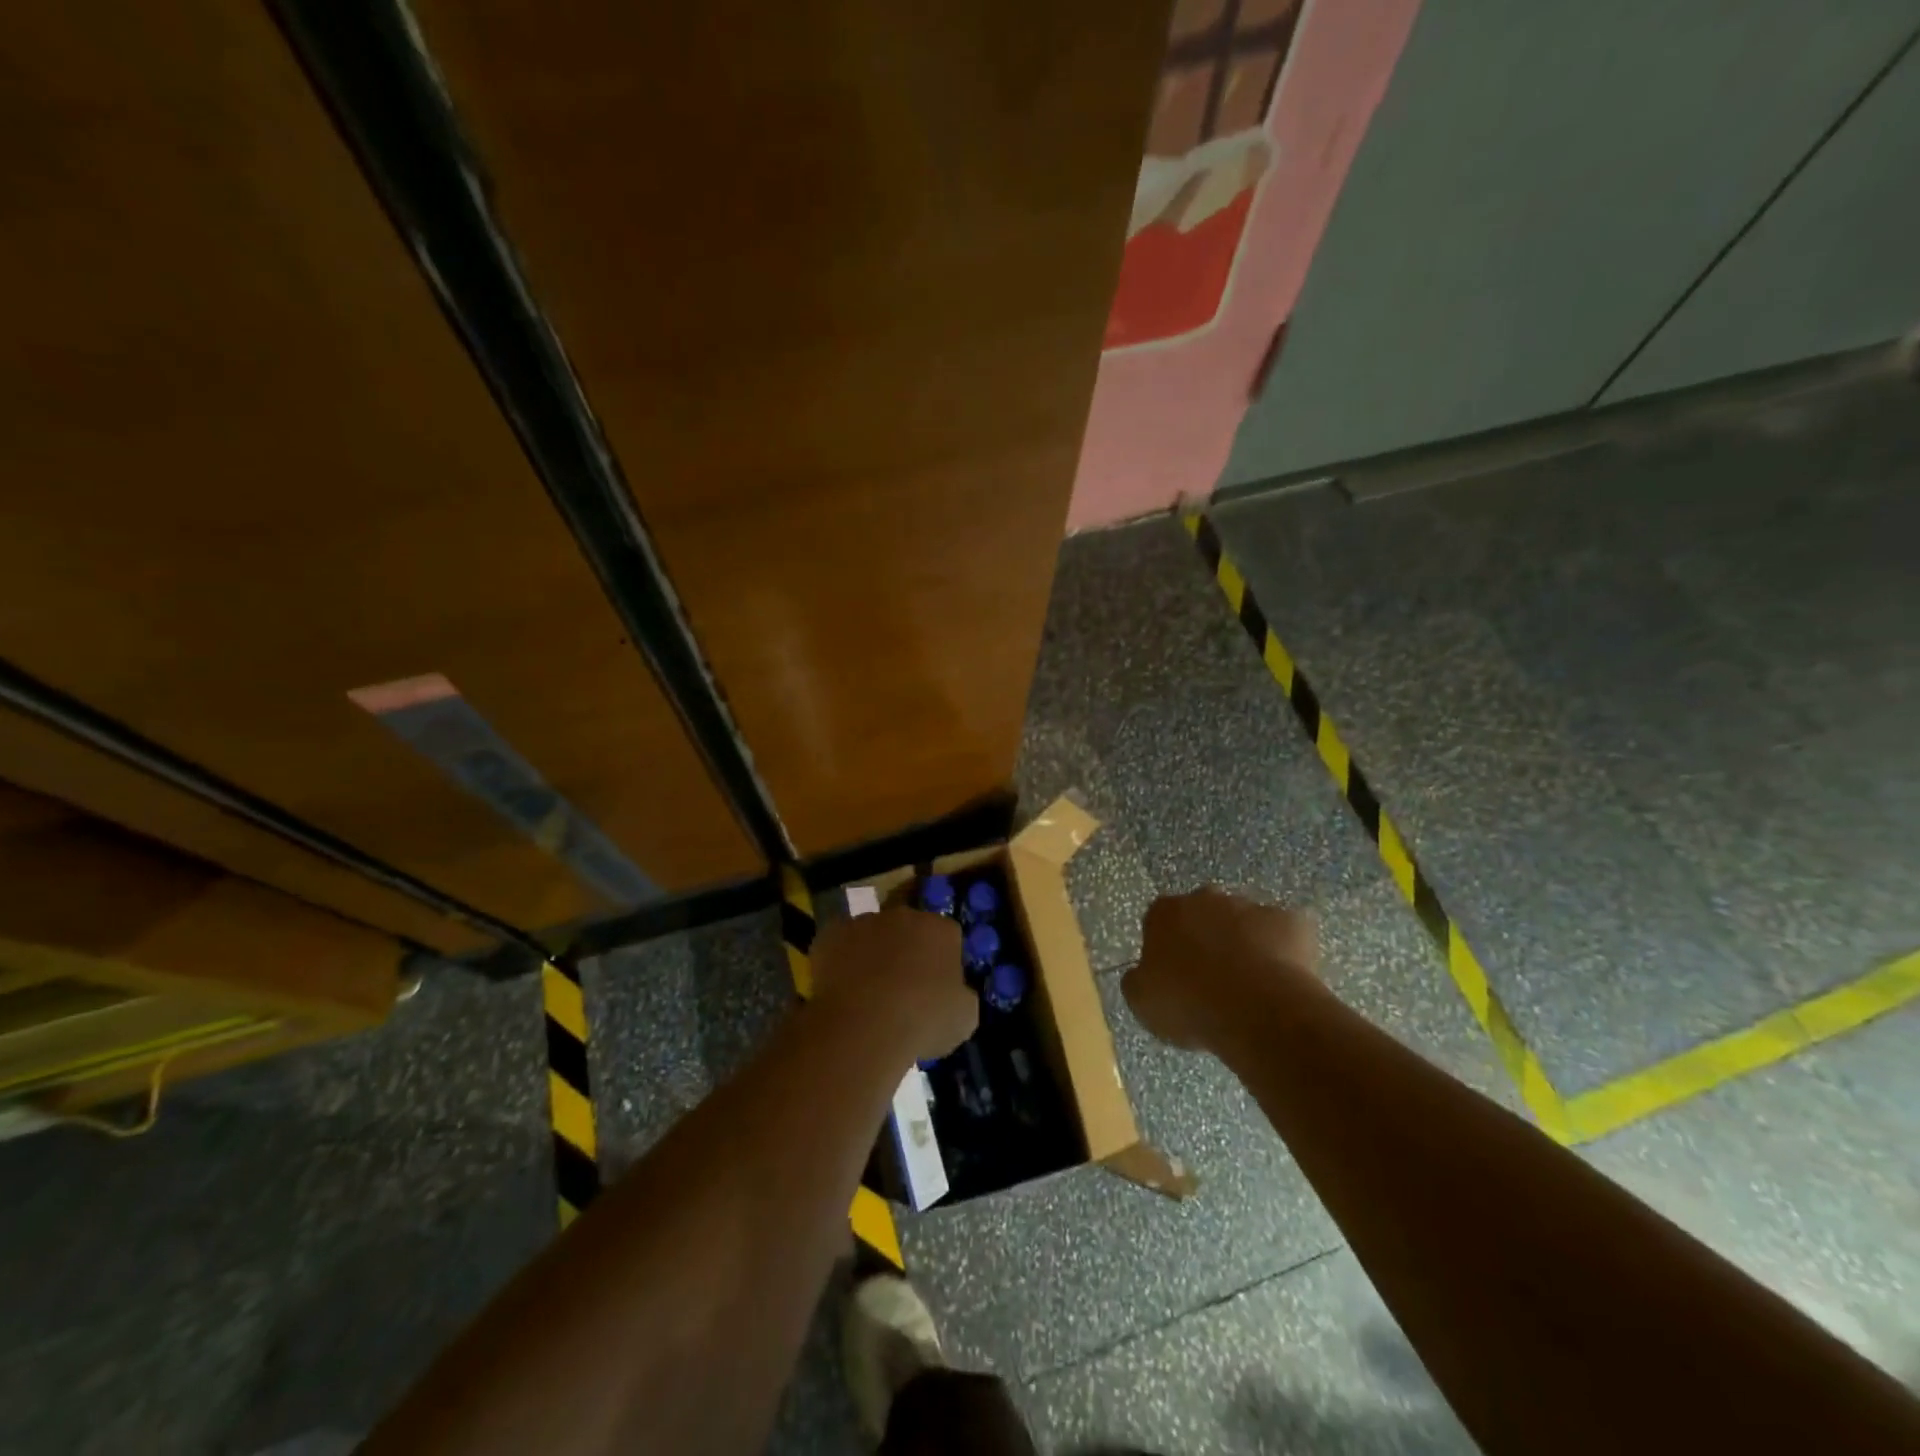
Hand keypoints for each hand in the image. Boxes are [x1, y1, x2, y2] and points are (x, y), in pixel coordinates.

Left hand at [810, 909, 975, 1064]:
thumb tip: (956, 993)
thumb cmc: (923, 1020)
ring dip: (873, 953)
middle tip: (902, 988)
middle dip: (907, 951)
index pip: (948, 936)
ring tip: (867, 992)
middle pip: (909, 929)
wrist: (865, 1023)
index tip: (937, 988)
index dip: (943, 961)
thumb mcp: (964, 1018)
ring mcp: (866, 921)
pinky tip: (841, 990)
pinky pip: (840, 944)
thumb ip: (962, 996)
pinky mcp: (832, 933)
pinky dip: (841, 961)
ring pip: (873, 934)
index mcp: (942, 929)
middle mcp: (905, 915)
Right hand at [1123, 890, 1319, 1051]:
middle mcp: (1206, 898)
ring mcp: (1251, 906)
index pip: (1160, 920)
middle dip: (1208, 937)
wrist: (1255, 1008)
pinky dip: (1284, 952)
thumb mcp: (1142, 1001)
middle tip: (1213, 978)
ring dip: (1245, 943)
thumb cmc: (1188, 1003)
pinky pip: (1286, 934)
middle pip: (1204, 914)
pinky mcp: (1291, 921)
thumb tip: (1145, 974)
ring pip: (1245, 922)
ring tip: (1251, 986)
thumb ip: (1140, 979)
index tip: (1174, 976)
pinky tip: (1283, 981)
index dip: (1167, 947)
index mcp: (1165, 912)